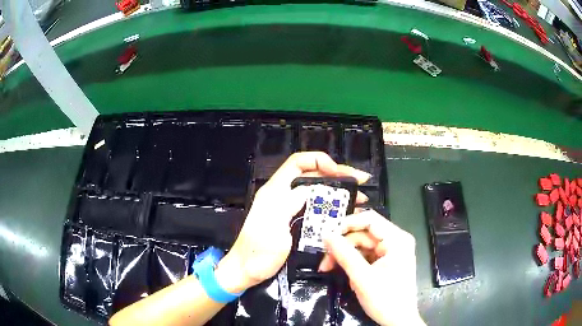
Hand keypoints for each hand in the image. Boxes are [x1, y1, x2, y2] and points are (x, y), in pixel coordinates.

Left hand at [217, 152, 370, 292]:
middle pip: (312, 176)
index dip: (318, 160)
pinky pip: (317, 209)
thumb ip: (287, 206)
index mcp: (275, 191)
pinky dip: (334, 208)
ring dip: (340, 192)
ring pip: (318, 192)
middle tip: (361, 181)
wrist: (247, 271)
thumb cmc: (257, 253)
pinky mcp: (295, 222)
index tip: (338, 171)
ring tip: (361, 198)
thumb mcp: (271, 228)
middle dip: (338, 175)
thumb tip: (307, 189)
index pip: (297, 163)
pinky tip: (348, 214)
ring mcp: (290, 209)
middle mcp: (283, 196)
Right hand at [319, 210, 424, 325]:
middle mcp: (395, 241)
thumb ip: (344, 254)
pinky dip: (353, 264)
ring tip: (331, 269)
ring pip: (362, 246)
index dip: (347, 223)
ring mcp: (391, 252)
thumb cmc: (385, 299)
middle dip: (342, 246)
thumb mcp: (362, 277)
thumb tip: (326, 235)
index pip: (370, 220)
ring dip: (345, 256)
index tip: (327, 234)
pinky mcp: (386, 262)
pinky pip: (365, 256)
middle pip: (363, 234)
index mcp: (397, 240)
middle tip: (325, 260)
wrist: (398, 321)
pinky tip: (347, 276)